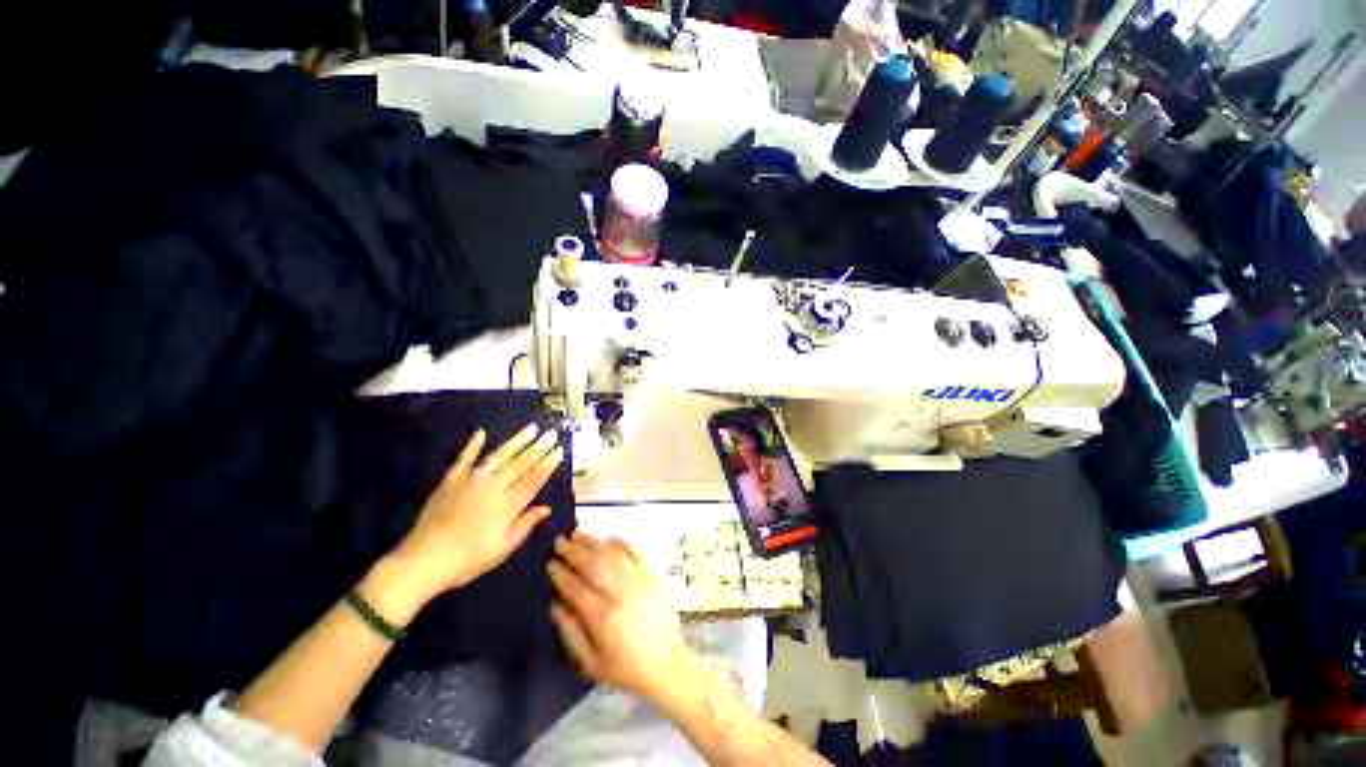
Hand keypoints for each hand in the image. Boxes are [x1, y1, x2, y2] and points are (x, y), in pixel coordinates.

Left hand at [385, 424, 563, 605]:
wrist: (422, 561)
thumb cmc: (468, 560)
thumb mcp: (502, 549)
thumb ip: (525, 525)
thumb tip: (547, 508)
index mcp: (508, 505)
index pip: (534, 479)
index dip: (548, 464)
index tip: (560, 450)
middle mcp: (493, 487)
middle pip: (521, 463)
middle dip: (539, 447)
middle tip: (551, 433)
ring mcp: (471, 480)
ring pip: (499, 455)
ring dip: (517, 441)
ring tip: (532, 428)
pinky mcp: (451, 480)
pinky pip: (464, 458)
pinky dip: (472, 445)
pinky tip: (481, 432)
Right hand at [548, 534, 701, 706]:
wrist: (667, 664)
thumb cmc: (626, 668)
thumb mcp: (591, 664)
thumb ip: (571, 634)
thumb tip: (555, 605)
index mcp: (604, 617)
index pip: (576, 588)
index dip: (561, 574)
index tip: (550, 563)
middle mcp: (621, 592)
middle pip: (594, 564)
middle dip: (574, 551)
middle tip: (559, 541)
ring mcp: (639, 580)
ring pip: (612, 554)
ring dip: (594, 542)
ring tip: (578, 534)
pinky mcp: (652, 575)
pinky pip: (635, 552)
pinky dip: (621, 542)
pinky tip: (609, 538)